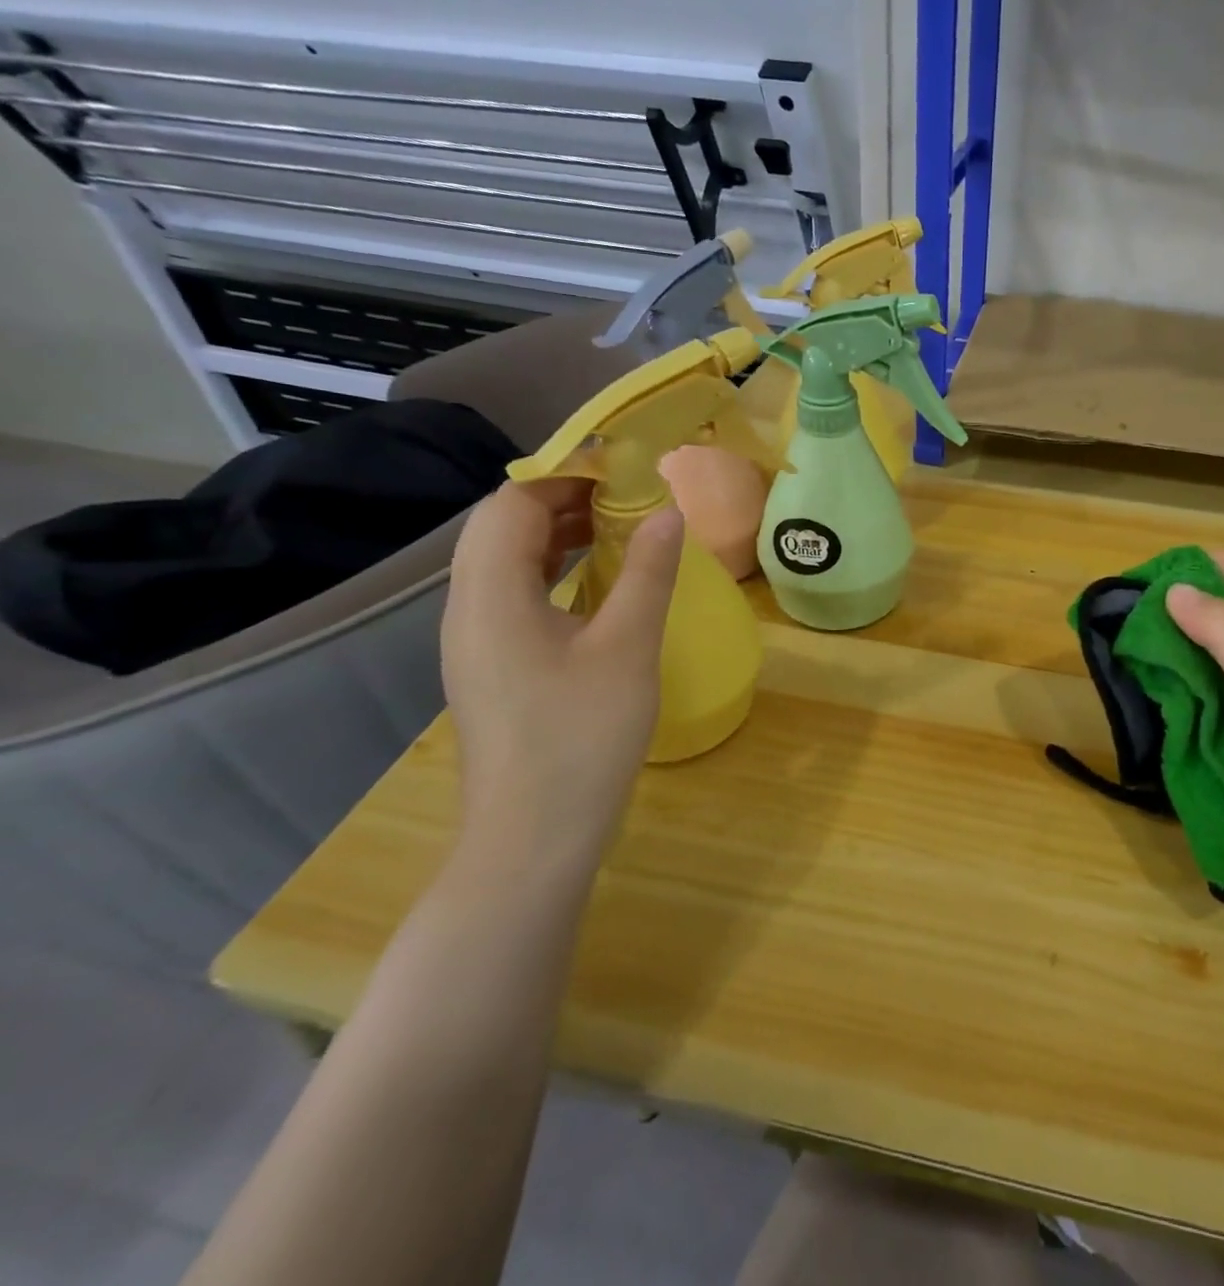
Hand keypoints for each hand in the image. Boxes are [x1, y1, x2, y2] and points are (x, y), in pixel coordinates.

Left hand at [440, 480, 682, 873]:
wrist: (533, 840)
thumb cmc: (582, 739)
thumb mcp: (627, 649)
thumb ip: (647, 574)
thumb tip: (667, 512)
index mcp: (491, 597)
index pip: (511, 505)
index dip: (564, 476)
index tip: (623, 470)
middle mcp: (468, 611)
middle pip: (501, 529)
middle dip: (562, 500)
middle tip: (627, 496)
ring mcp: (476, 643)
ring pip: (507, 564)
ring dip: (558, 536)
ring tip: (619, 529)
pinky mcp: (492, 668)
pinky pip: (516, 596)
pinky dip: (554, 573)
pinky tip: (597, 586)